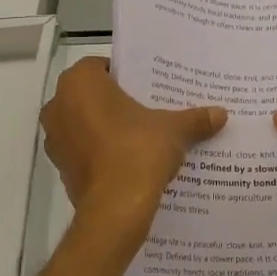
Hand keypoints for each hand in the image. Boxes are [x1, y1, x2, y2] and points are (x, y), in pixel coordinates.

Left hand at [41, 58, 225, 238]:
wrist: (115, 209)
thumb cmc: (138, 150)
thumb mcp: (174, 130)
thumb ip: (195, 118)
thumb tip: (221, 113)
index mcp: (80, 82)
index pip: (102, 66)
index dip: (126, 75)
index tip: (148, 87)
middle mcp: (58, 105)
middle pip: (92, 95)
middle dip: (117, 102)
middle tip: (148, 109)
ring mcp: (55, 139)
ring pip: (84, 124)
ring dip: (106, 128)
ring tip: (141, 136)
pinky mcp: (60, 169)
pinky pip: (83, 151)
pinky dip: (101, 153)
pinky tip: (128, 161)